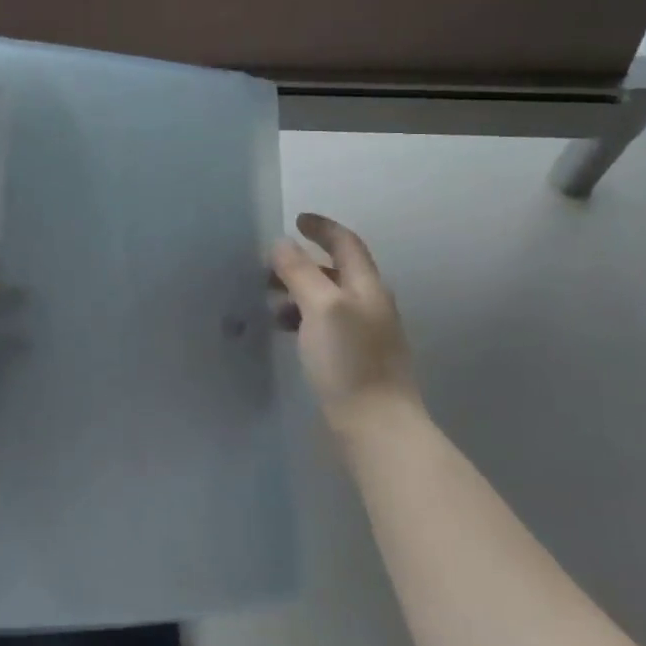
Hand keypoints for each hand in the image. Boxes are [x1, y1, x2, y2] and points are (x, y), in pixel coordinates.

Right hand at [271, 213, 418, 434]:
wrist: (377, 425)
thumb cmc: (349, 360)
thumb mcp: (321, 307)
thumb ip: (300, 272)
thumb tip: (282, 244)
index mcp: (367, 287)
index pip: (346, 244)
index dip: (322, 228)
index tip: (296, 220)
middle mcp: (370, 305)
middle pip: (337, 271)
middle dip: (303, 262)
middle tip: (268, 266)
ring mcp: (366, 334)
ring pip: (329, 299)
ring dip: (299, 292)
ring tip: (269, 301)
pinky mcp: (356, 359)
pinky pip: (326, 324)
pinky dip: (303, 317)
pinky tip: (287, 331)